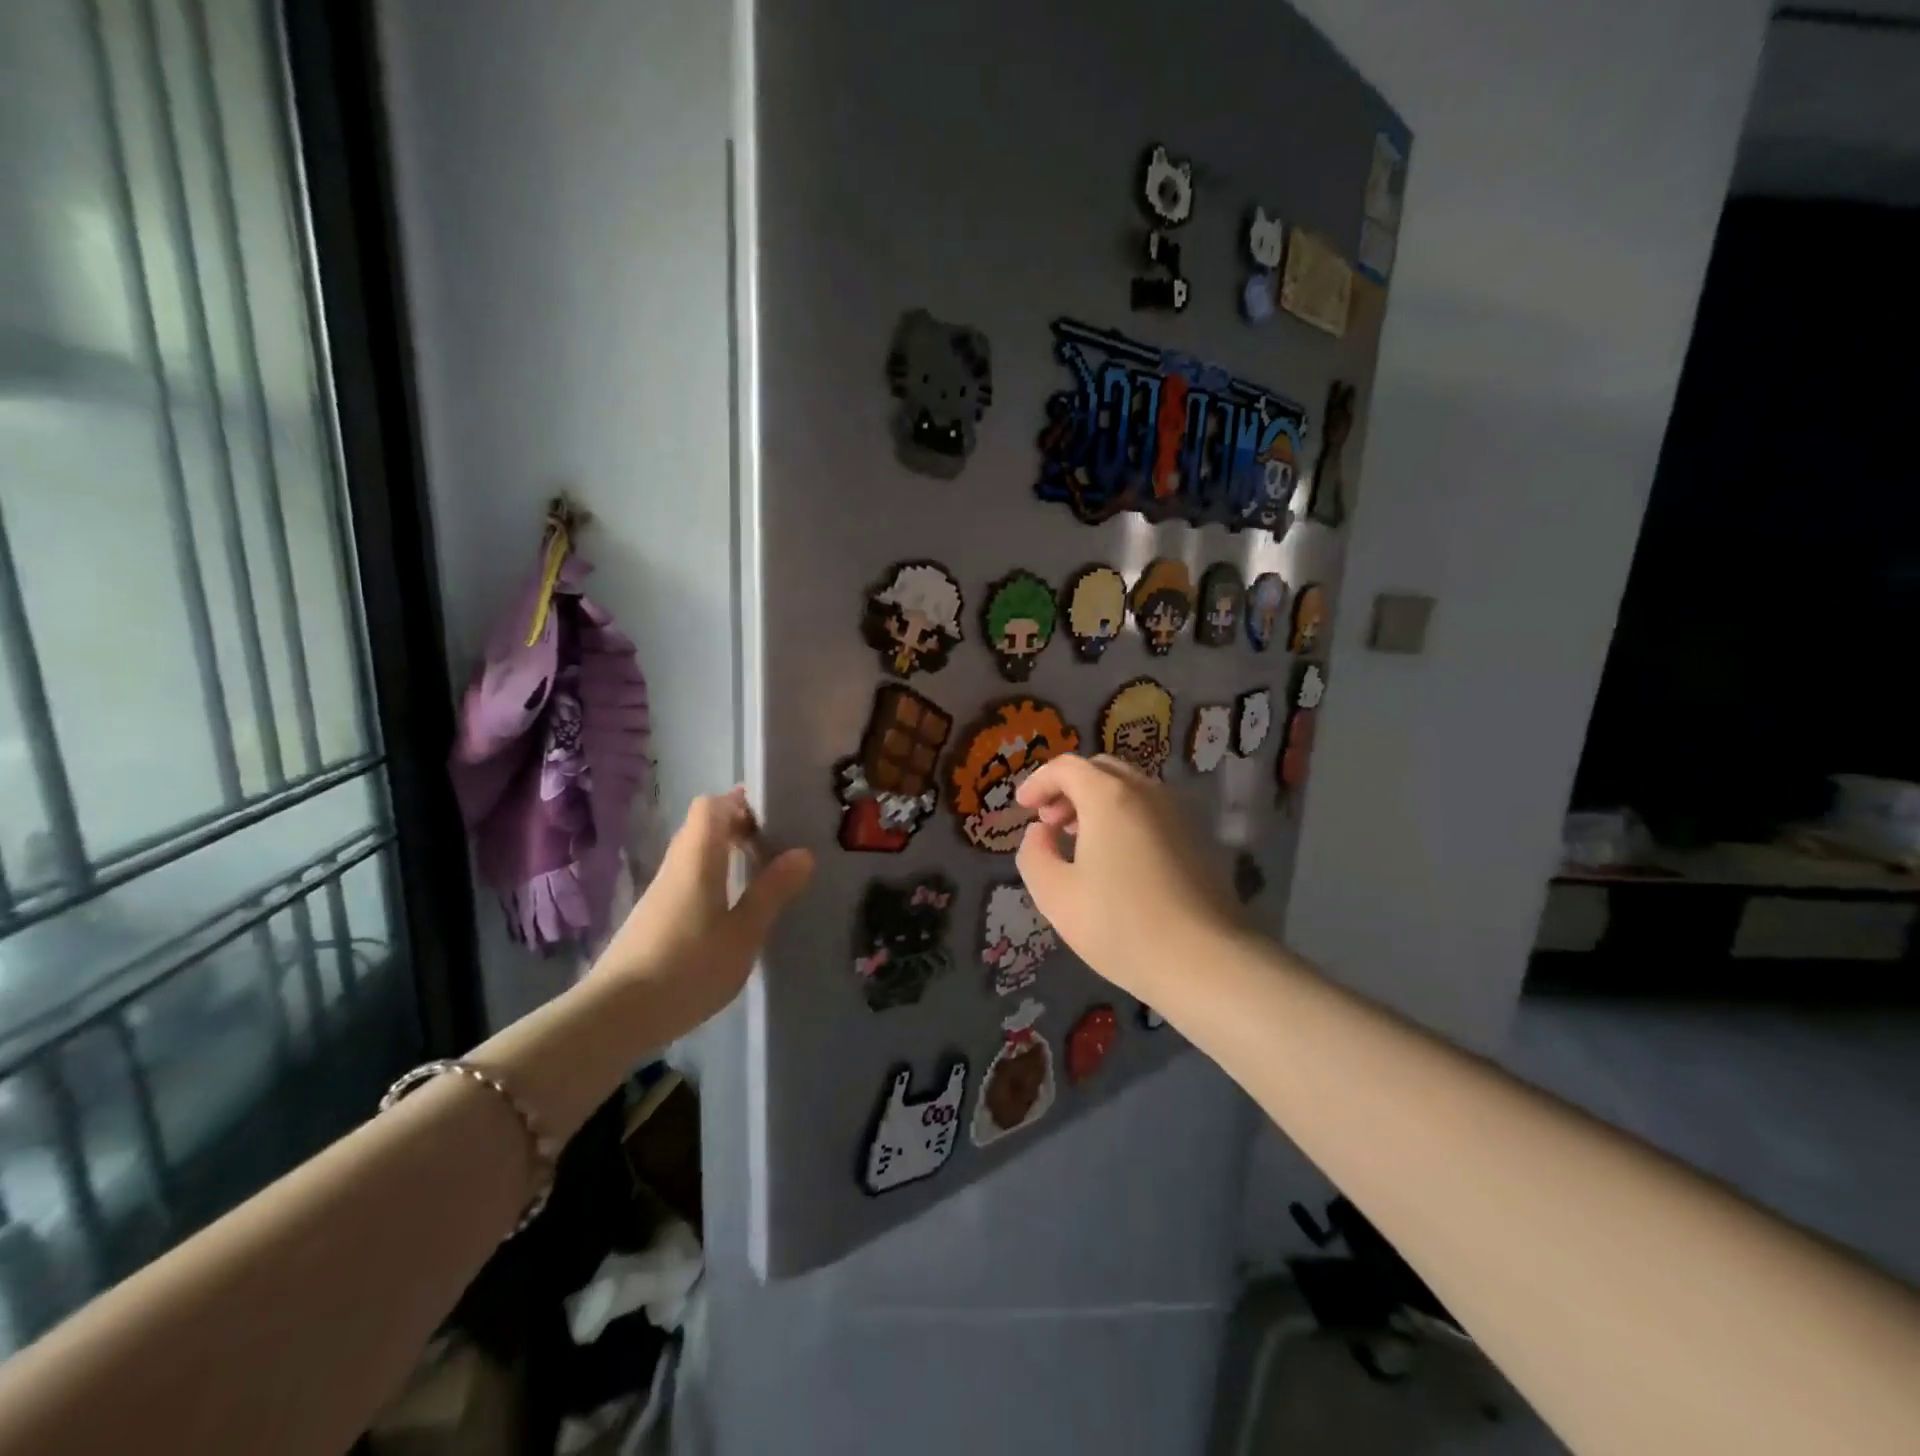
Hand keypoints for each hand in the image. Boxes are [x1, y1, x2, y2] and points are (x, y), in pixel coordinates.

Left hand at [590, 788, 813, 1035]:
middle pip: (703, 827)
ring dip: (726, 854)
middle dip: (739, 826)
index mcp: (698, 859)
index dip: (741, 802)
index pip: (713, 806)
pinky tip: (732, 908)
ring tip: (762, 873)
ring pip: (695, 855)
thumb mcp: (744, 933)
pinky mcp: (654, 918)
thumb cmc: (688, 967)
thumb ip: (772, 891)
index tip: (775, 813)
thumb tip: (803, 853)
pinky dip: (714, 878)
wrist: (616, 1016)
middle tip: (776, 843)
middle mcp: (675, 866)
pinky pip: (688, 879)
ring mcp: (660, 893)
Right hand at [1015, 755, 1239, 999]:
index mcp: (1109, 796)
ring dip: (1097, 802)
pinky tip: (1116, 858)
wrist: (1206, 961)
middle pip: (1100, 770)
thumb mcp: (1056, 895)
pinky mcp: (1198, 837)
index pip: (1066, 767)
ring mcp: (1178, 812)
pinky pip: (1151, 810)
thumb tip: (1040, 832)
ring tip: (1079, 840)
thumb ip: (1034, 854)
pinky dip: (1124, 817)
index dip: (1038, 782)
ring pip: (1129, 788)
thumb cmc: (1120, 925)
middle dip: (1068, 788)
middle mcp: (1147, 792)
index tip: (1022, 808)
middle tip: (1049, 822)